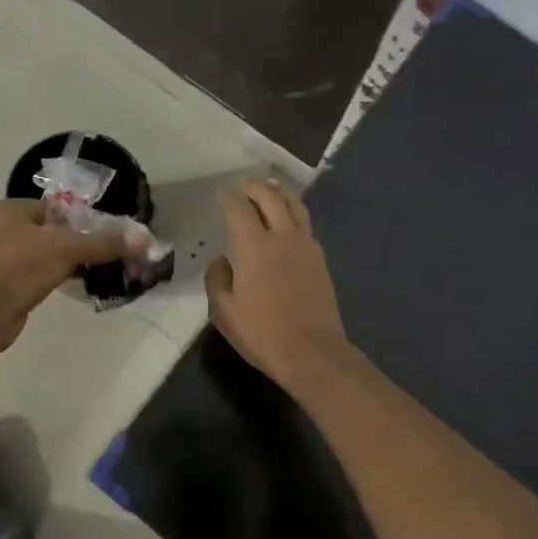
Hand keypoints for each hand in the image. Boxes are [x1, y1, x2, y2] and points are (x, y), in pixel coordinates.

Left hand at [0, 199, 146, 350]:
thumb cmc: (21, 268)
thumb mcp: (68, 249)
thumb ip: (104, 243)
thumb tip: (144, 238)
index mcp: (8, 209)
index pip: (53, 207)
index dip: (80, 219)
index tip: (103, 234)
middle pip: (49, 231)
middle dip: (74, 242)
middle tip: (101, 254)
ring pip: (41, 254)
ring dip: (63, 262)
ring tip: (90, 270)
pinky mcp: (0, 284)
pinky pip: (33, 275)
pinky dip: (50, 278)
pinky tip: (69, 285)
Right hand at [205, 180, 355, 392]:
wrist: (312, 352)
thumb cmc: (262, 334)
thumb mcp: (223, 312)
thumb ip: (217, 279)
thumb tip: (220, 260)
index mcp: (254, 246)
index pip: (239, 209)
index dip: (228, 198)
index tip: (221, 194)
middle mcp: (282, 236)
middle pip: (271, 196)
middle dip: (255, 186)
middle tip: (244, 186)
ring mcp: (306, 245)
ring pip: (295, 205)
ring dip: (280, 192)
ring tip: (270, 190)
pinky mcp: (320, 259)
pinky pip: (306, 224)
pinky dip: (293, 213)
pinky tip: (287, 221)